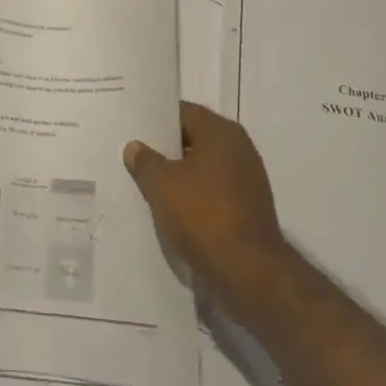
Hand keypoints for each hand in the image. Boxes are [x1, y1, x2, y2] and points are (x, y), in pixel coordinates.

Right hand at [126, 103, 286, 298]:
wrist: (250, 272)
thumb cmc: (204, 215)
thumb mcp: (162, 186)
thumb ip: (145, 161)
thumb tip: (134, 146)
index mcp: (221, 132)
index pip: (183, 113)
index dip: (157, 120)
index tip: (134, 128)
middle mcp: (239, 148)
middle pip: (195, 139)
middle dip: (167, 148)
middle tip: (137, 155)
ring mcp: (248, 179)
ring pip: (205, 167)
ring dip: (181, 174)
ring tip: (150, 183)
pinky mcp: (250, 207)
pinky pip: (215, 191)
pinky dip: (196, 195)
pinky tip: (174, 208)